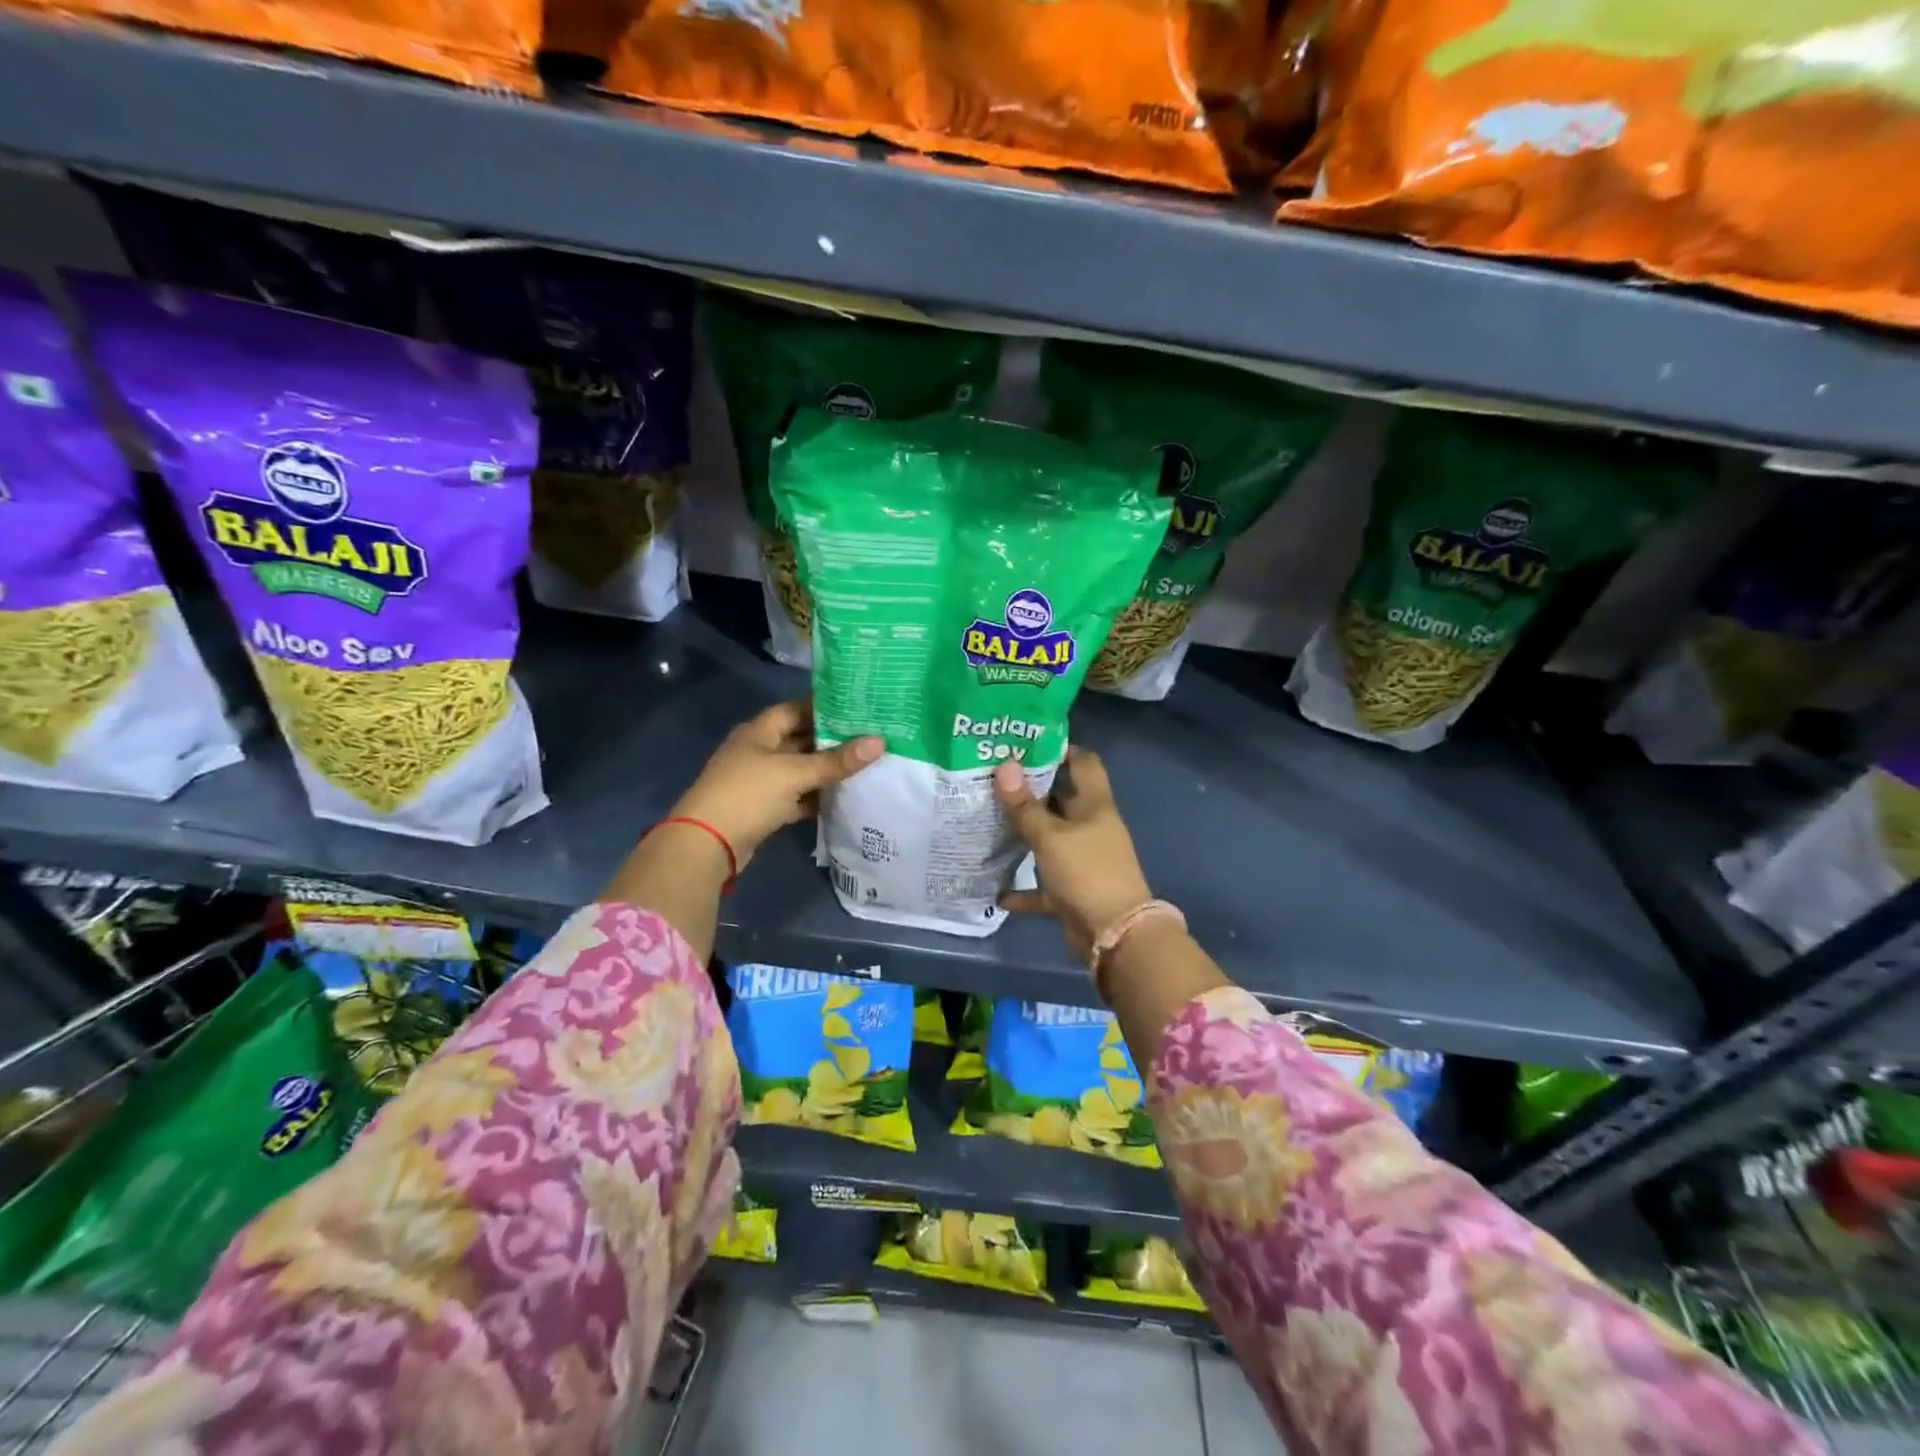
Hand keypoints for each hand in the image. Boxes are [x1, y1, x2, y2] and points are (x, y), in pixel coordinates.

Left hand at [669, 700, 882, 870]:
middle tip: (871, 737)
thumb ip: (836, 760)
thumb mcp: (795, 773)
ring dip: (827, 770)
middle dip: (833, 740)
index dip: (826, 707)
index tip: (860, 708)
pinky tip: (843, 797)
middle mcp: (759, 750)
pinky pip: (796, 796)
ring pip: (801, 769)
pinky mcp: (764, 807)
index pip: (797, 709)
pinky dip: (816, 797)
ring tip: (866, 765)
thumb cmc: (748, 794)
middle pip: (802, 739)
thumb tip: (880, 741)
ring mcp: (760, 780)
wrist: (707, 844)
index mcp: (760, 731)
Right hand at [994, 748, 1152, 961]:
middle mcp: (1091, 826)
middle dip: (1031, 789)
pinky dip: (1024, 888)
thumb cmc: (1087, 872)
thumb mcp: (1051, 836)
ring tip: (987, 819)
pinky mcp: (1073, 889)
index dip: (1060, 747)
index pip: (1083, 762)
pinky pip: (1044, 884)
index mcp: (1094, 805)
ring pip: (1050, 838)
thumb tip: (1005, 765)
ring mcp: (1083, 858)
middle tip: (993, 776)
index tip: (1025, 742)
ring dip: (1025, 834)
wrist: (1116, 935)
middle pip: (1061, 798)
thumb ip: (1025, 806)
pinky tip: (996, 889)